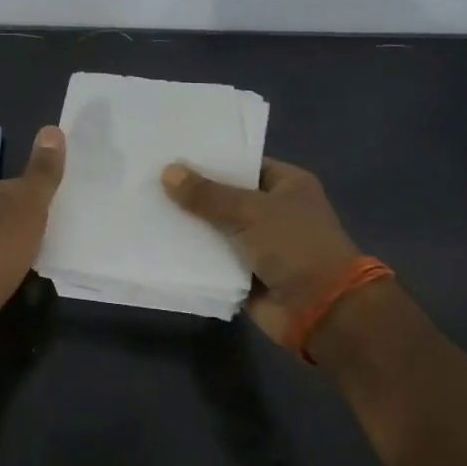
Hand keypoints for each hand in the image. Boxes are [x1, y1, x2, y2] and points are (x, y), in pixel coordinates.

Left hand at [0, 125, 65, 360]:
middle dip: (26, 228)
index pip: (12, 187)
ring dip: (14, 253)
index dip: (38, 201)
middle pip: (2, 215)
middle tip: (53, 243)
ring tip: (38, 267)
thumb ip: (41, 175)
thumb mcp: (25, 211)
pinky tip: (14, 286)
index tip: (58, 219)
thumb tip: (52, 129)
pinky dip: (1, 274)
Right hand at [160, 157, 361, 345]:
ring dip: (189, 226)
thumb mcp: (249, 212)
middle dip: (193, 193)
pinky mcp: (246, 274)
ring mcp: (260, 245)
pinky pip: (214, 260)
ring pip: (217, 229)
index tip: (172, 155)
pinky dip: (193, 256)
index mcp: (287, 185)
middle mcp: (275, 211)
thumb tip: (167, 172)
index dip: (210, 160)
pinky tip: (158, 244)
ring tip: (145, 208)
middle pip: (226, 197)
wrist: (321, 310)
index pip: (243, 164)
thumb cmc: (294, 246)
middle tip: (149, 179)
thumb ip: (207, 194)